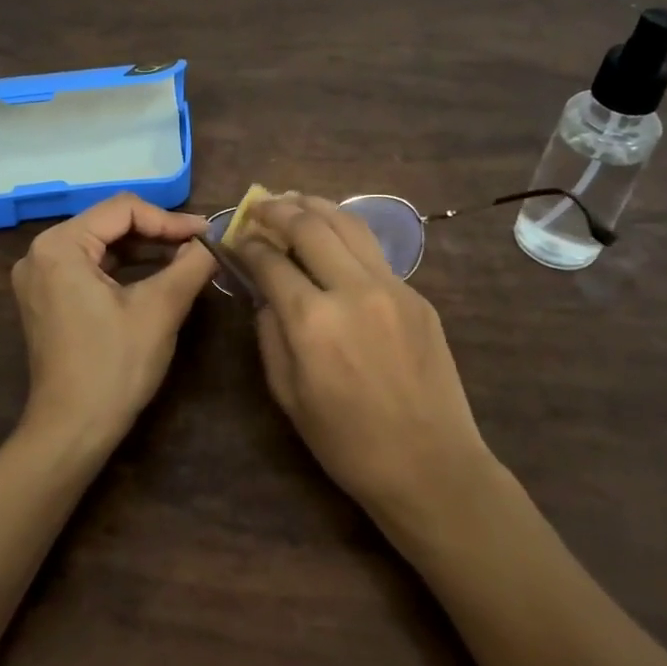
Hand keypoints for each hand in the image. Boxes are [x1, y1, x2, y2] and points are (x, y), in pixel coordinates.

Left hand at [10, 193, 214, 444]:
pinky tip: (156, 276)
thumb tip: (213, 241)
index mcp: (59, 246)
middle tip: (200, 245)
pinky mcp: (46, 298)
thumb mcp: (160, 309)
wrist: (72, 430)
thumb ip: (190, 265)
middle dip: (157, 232)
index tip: (206, 234)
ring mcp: (39, 277)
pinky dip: (124, 269)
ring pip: (101, 245)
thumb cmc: (115, 366)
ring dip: (144, 249)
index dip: (169, 219)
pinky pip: (90, 268)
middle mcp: (40, 253)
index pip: (123, 209)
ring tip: (186, 258)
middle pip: (109, 223)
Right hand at [236, 195, 495, 523]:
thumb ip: (270, 333)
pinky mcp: (417, 295)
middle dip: (279, 209)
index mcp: (312, 321)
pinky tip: (334, 239)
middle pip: (310, 225)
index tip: (236, 239)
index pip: (270, 261)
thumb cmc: (347, 443)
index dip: (247, 245)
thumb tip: (264, 293)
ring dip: (316, 206)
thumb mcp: (288, 395)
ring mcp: (391, 287)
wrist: (430, 465)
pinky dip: (346, 234)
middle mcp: (352, 290)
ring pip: (348, 224)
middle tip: (261, 206)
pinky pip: (374, 252)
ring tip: (295, 200)